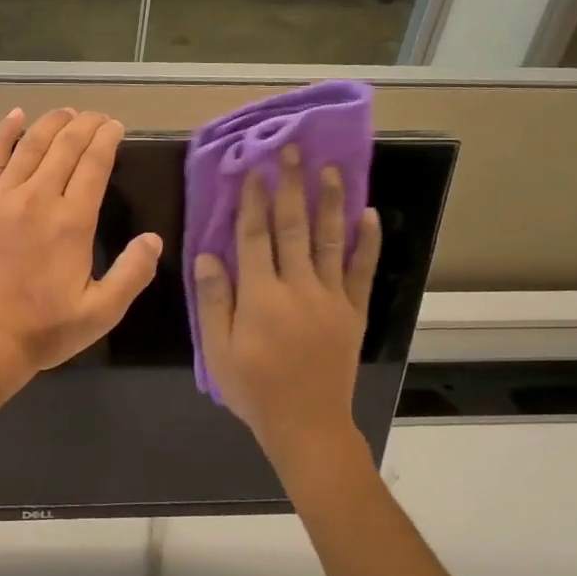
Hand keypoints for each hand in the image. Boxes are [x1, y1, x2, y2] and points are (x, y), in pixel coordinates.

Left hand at [0, 108, 162, 379]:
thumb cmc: (45, 329)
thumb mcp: (101, 311)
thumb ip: (132, 274)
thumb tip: (153, 239)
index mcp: (72, 222)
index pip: (94, 164)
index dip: (107, 139)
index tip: (116, 126)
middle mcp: (38, 198)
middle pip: (65, 147)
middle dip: (85, 125)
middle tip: (97, 116)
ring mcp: (3, 197)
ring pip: (31, 146)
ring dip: (51, 123)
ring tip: (67, 111)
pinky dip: (4, 133)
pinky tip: (15, 116)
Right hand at [193, 144, 381, 465]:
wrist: (306, 425)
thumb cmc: (253, 388)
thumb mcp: (217, 349)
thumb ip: (214, 300)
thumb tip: (208, 255)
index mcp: (261, 296)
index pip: (255, 236)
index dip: (252, 200)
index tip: (252, 168)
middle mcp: (299, 287)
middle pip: (293, 227)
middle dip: (290, 186)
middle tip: (291, 150)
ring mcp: (331, 298)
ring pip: (331, 240)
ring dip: (330, 201)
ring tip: (331, 168)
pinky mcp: (353, 312)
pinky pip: (362, 270)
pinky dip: (367, 241)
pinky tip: (368, 213)